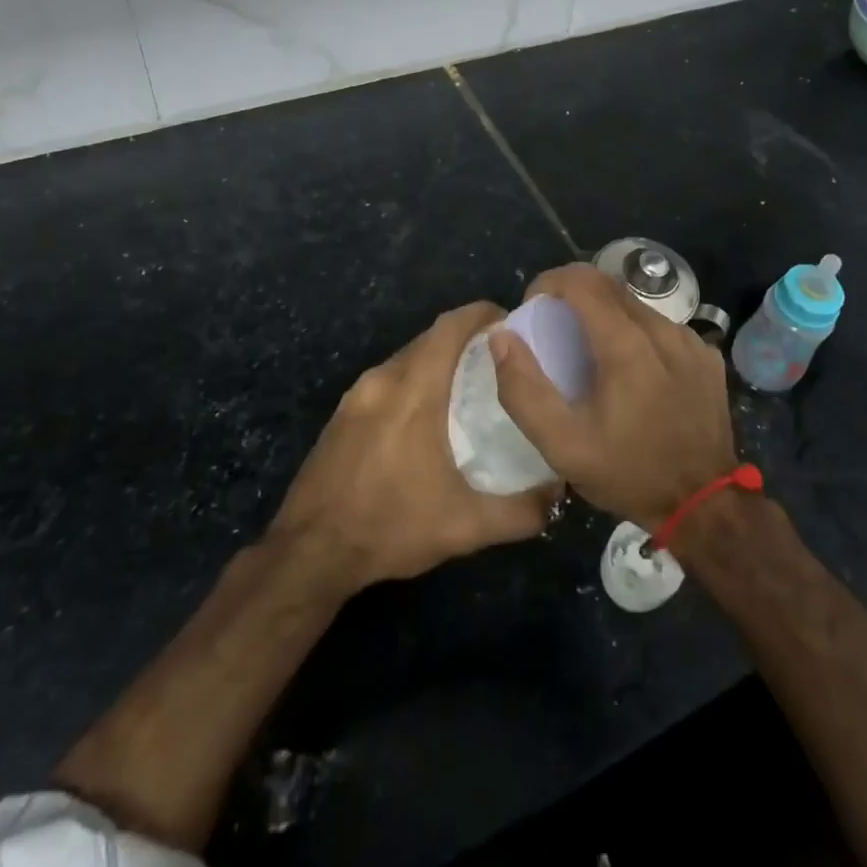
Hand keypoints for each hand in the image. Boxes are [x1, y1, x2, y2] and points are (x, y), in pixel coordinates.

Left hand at [267, 301, 555, 594]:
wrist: (309, 552)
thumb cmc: (390, 527)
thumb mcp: (465, 528)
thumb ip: (519, 511)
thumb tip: (557, 494)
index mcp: (413, 392)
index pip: (449, 327)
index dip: (481, 314)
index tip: (510, 322)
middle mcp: (382, 380)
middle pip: (429, 339)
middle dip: (465, 339)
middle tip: (500, 361)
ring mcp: (356, 396)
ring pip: (406, 359)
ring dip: (437, 361)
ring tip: (469, 386)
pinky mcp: (341, 414)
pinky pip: (386, 380)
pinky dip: (412, 381)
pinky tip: (426, 416)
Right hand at [491, 263, 735, 527]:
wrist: (705, 506)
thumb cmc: (629, 473)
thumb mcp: (562, 445)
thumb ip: (523, 390)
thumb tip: (502, 337)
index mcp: (626, 346)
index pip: (582, 281)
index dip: (549, 282)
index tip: (533, 308)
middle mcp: (663, 330)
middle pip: (609, 286)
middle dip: (573, 294)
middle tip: (554, 329)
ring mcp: (690, 341)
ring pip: (636, 304)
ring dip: (604, 314)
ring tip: (589, 353)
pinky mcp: (706, 355)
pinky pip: (661, 327)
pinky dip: (635, 333)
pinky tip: (630, 371)